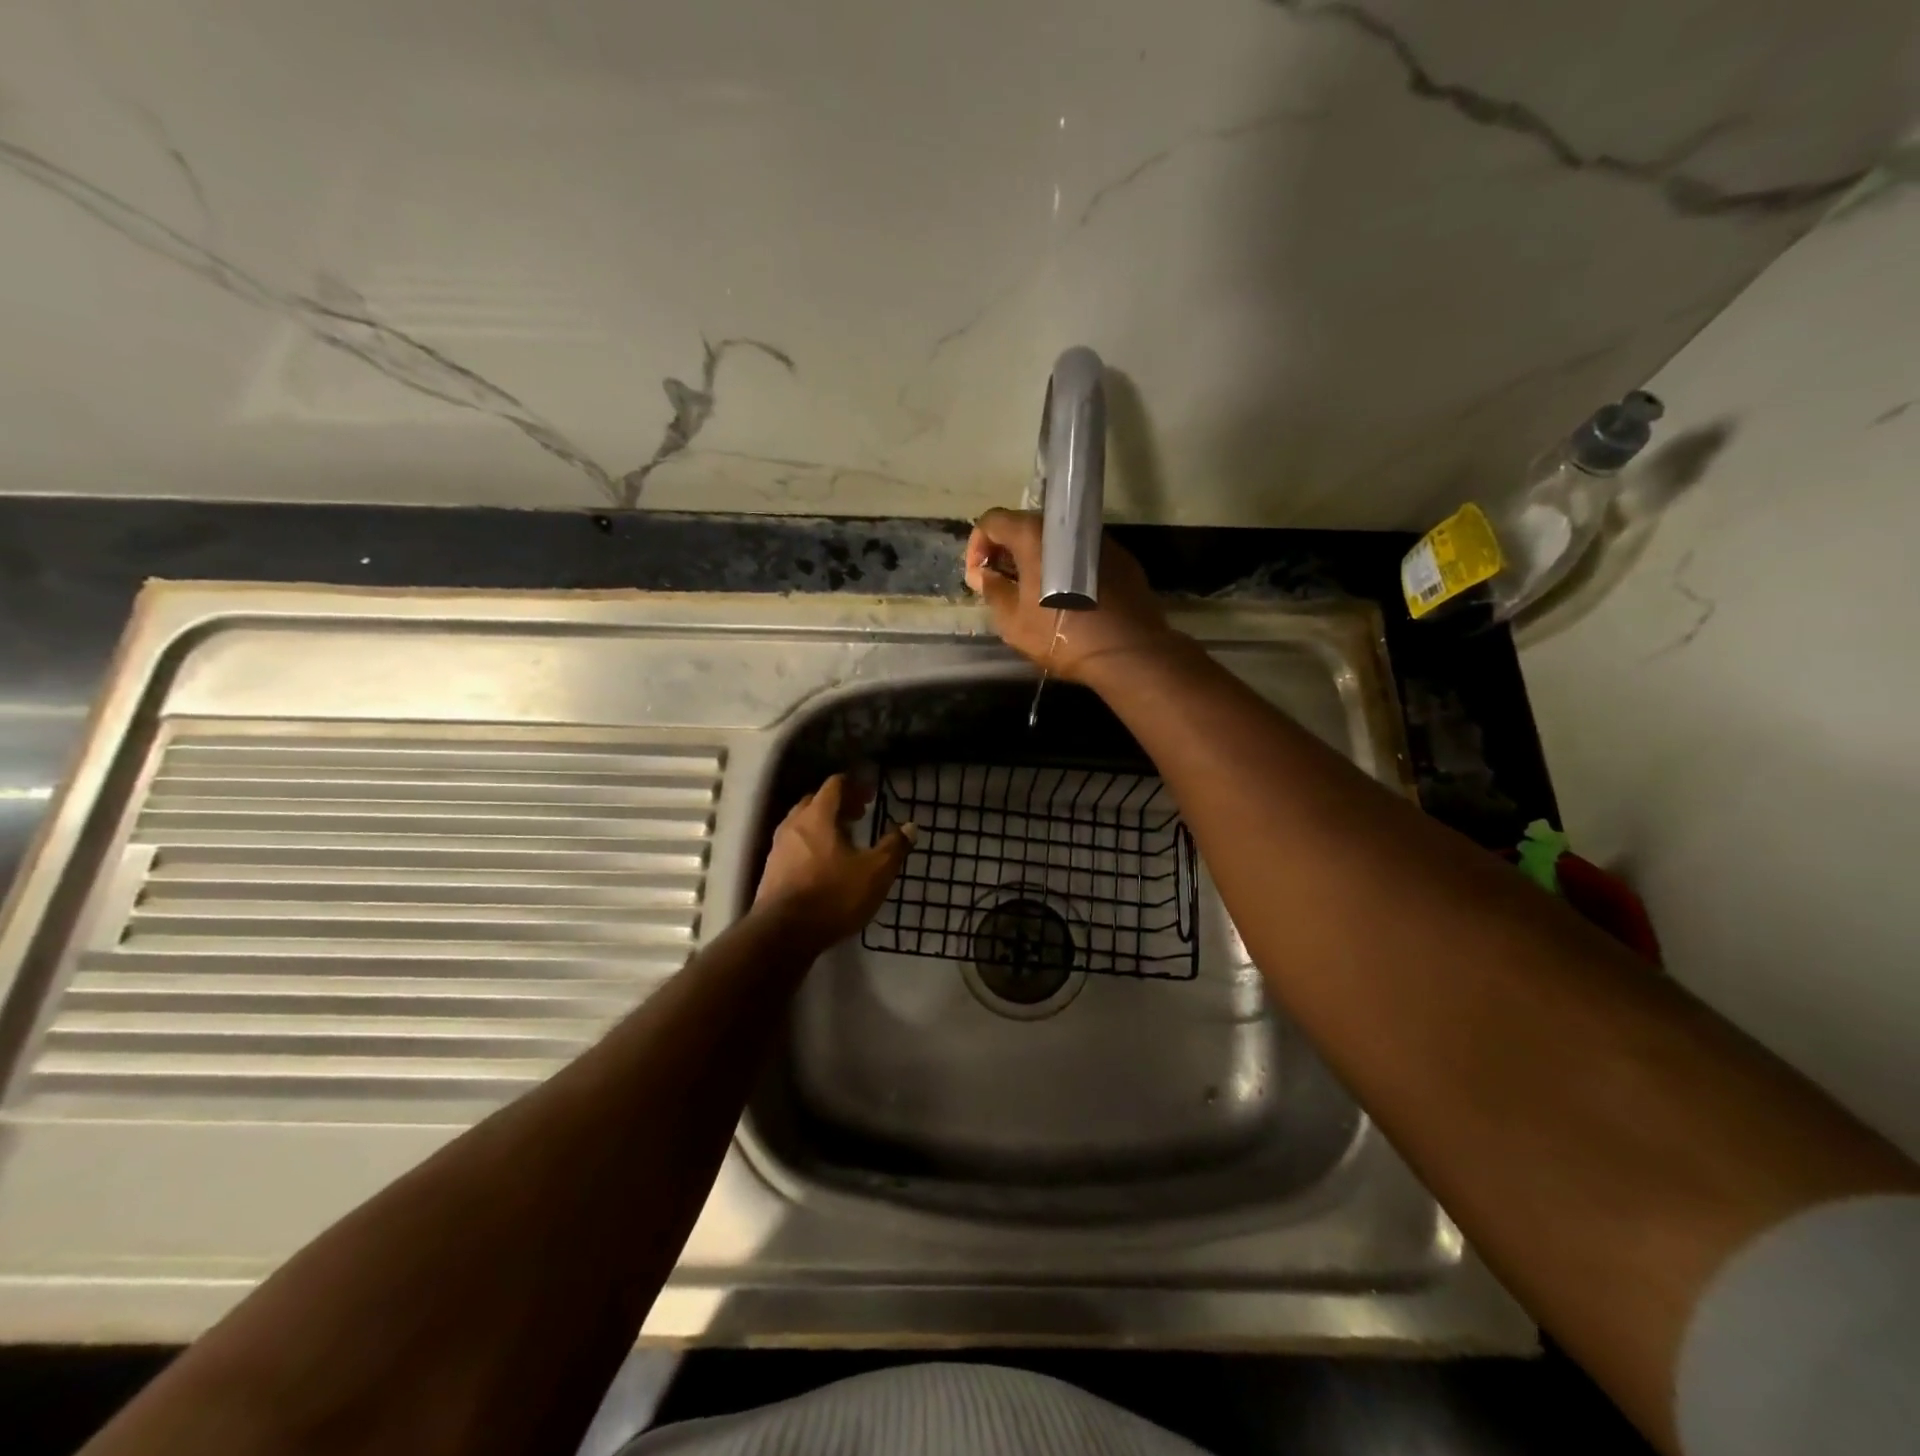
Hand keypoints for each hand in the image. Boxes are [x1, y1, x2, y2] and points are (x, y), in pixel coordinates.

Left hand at [754, 774, 915, 948]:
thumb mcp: (875, 872)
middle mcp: (793, 825)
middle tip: (860, 815)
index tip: (872, 795)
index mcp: (818, 817)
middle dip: (839, 804)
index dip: (854, 785)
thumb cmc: (833, 895)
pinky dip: (811, 844)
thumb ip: (894, 847)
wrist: (783, 934)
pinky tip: (825, 864)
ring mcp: (778, 848)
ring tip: (845, 839)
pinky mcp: (772, 871)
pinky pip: (794, 845)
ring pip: (802, 824)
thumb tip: (910, 826)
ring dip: (824, 825)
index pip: (834, 785)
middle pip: (815, 801)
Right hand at [964, 508, 1179, 684]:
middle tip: (1003, 585)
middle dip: (1007, 552)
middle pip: (1026, 527)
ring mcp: (1099, 541)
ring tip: (1036, 593)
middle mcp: (1068, 528)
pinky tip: (1070, 599)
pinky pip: (1083, 556)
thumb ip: (993, 591)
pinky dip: (1068, 569)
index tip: (980, 577)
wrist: (1127, 652)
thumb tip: (983, 575)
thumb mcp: (1013, 621)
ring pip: (1057, 542)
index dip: (977, 546)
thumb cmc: (1061, 636)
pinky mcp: (1122, 559)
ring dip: (1040, 561)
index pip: (993, 521)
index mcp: (1035, 536)